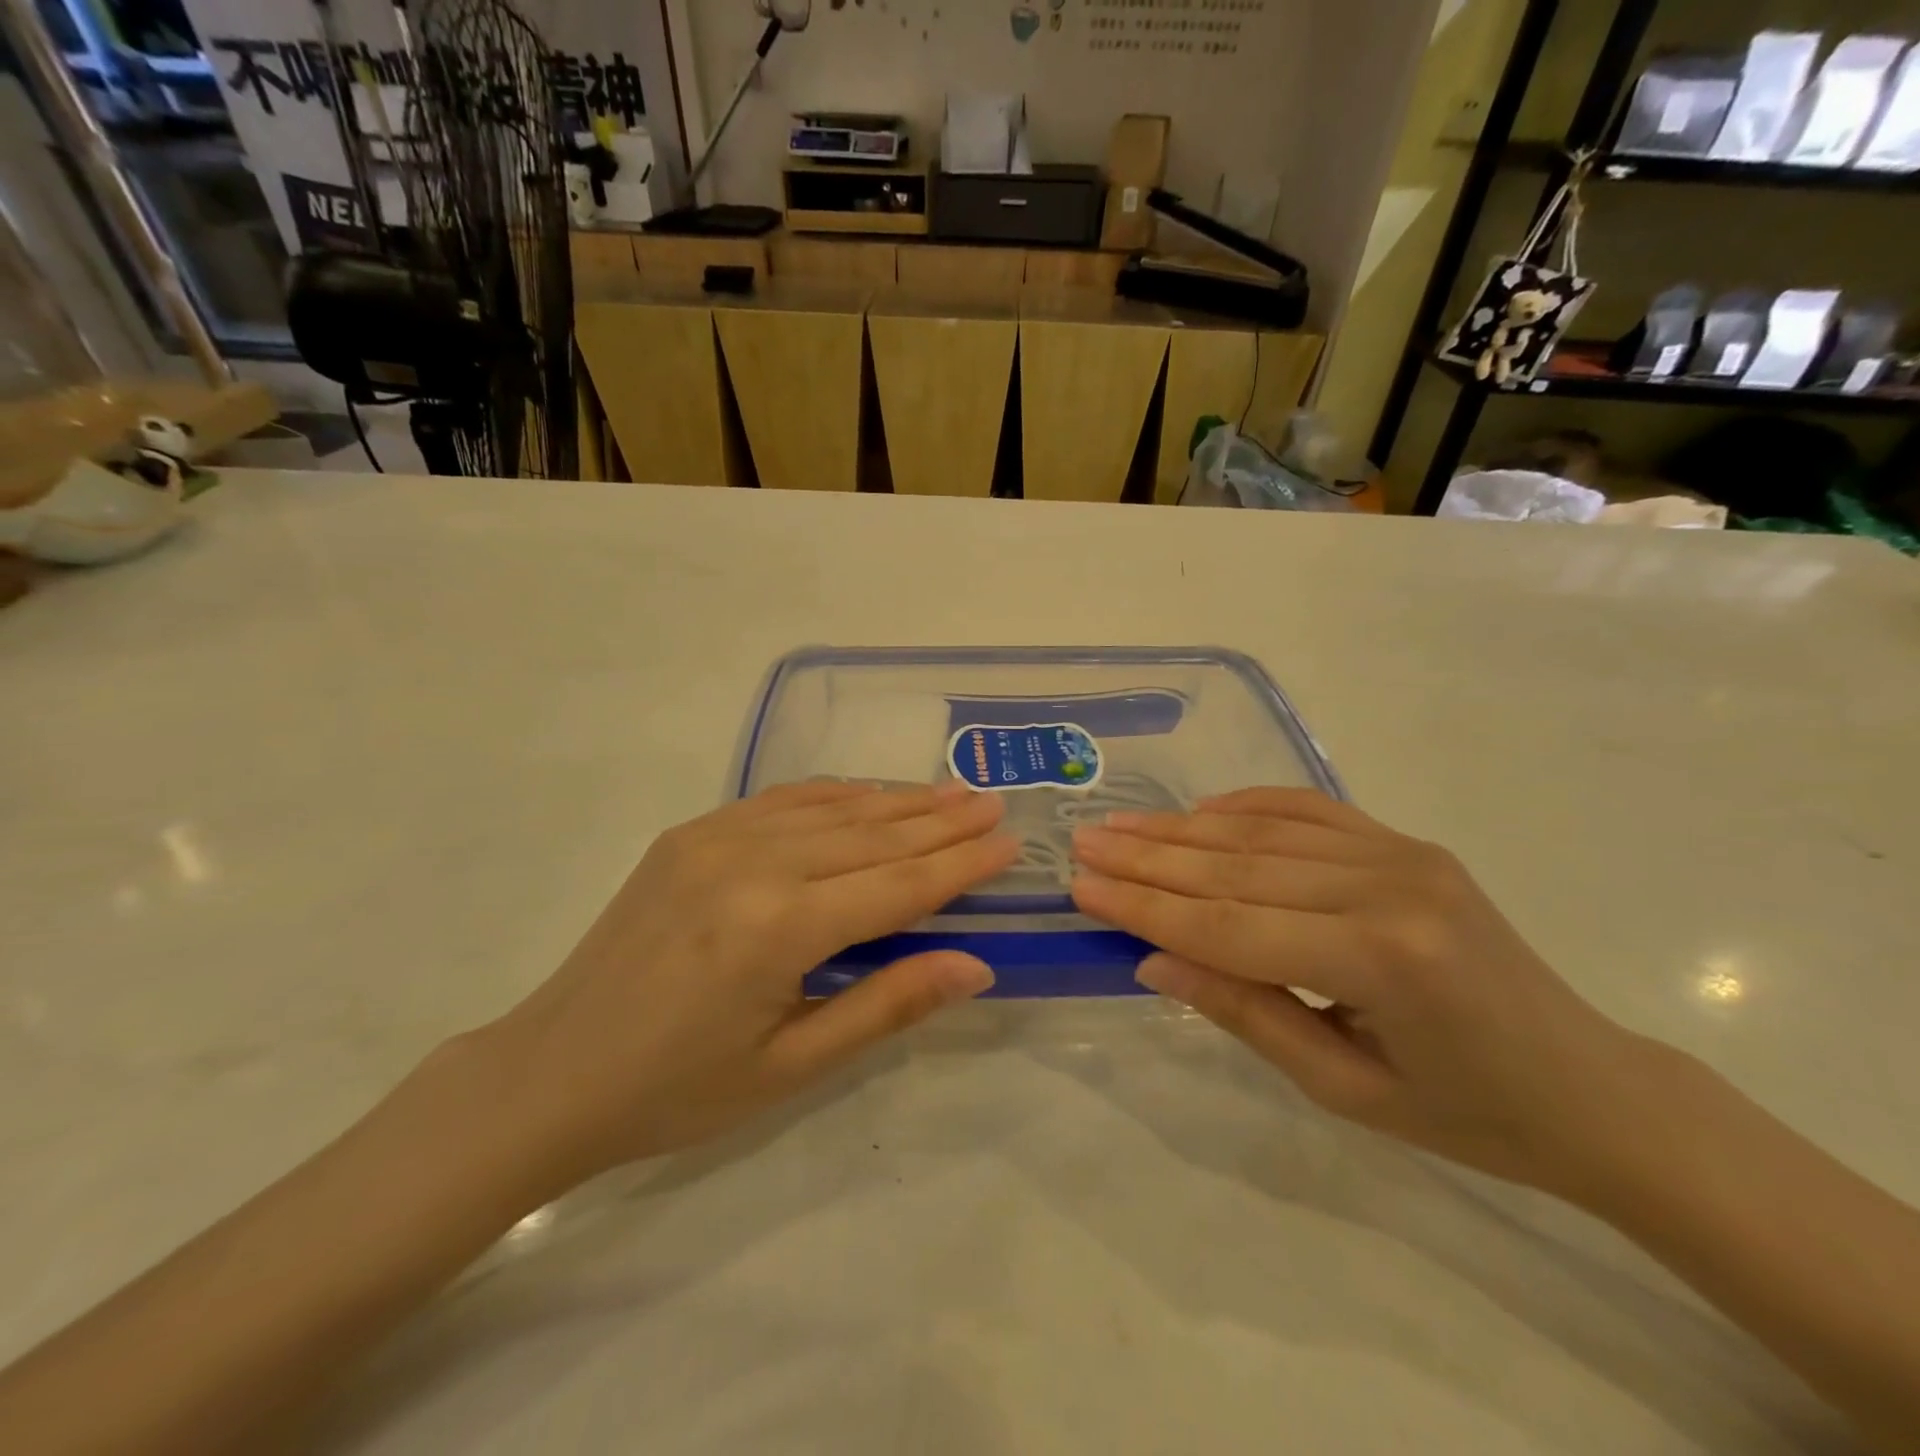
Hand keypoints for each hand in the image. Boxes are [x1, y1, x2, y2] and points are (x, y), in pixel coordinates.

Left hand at [479, 781, 1018, 1191]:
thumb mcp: (791, 1066)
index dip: (960, 865)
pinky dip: (835, 795)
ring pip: (832, 809)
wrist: (551, 1072)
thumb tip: (975, 965)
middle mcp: (753, 864)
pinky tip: (867, 793)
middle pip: (872, 835)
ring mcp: (716, 838)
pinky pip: (781, 800)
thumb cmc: (677, 1089)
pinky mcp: (691, 832)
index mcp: (779, 928)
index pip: (898, 885)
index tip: (1009, 842)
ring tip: (949, 793)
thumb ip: (887, 1006)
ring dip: (896, 800)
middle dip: (941, 820)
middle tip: (992, 803)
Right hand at [1070, 788, 1642, 1194]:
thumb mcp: (1343, 1088)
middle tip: (1084, 842)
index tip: (1081, 886)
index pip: (1228, 924)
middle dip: (1148, 856)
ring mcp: (1401, 853)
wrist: (1589, 1086)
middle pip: (1236, 866)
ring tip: (1120, 824)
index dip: (1145, 906)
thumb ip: (1245, 1012)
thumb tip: (1153, 959)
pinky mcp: (1406, 842)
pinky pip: (1308, 810)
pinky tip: (1199, 810)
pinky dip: (1245, 805)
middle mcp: (1388, 885)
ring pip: (1263, 830)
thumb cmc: (1466, 1113)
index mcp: (1380, 958)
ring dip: (1182, 827)